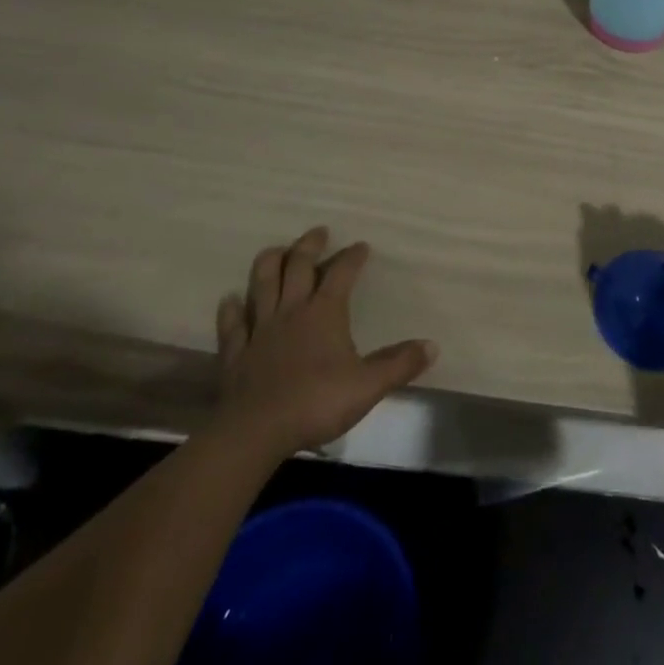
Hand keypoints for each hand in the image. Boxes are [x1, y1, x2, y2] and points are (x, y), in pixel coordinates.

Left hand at [215, 226, 437, 456]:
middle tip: (318, 232)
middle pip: (298, 266)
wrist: (256, 432)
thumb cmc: (316, 403)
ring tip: (276, 250)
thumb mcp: (368, 386)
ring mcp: (260, 329)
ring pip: (262, 284)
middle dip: (309, 245)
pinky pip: (232, 324)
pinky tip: (230, 299)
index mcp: (325, 312)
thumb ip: (399, 364)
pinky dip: (231, 309)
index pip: (341, 273)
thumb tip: (432, 346)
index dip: (352, 257)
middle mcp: (292, 310)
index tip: (361, 246)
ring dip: (269, 263)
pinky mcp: (236, 352)